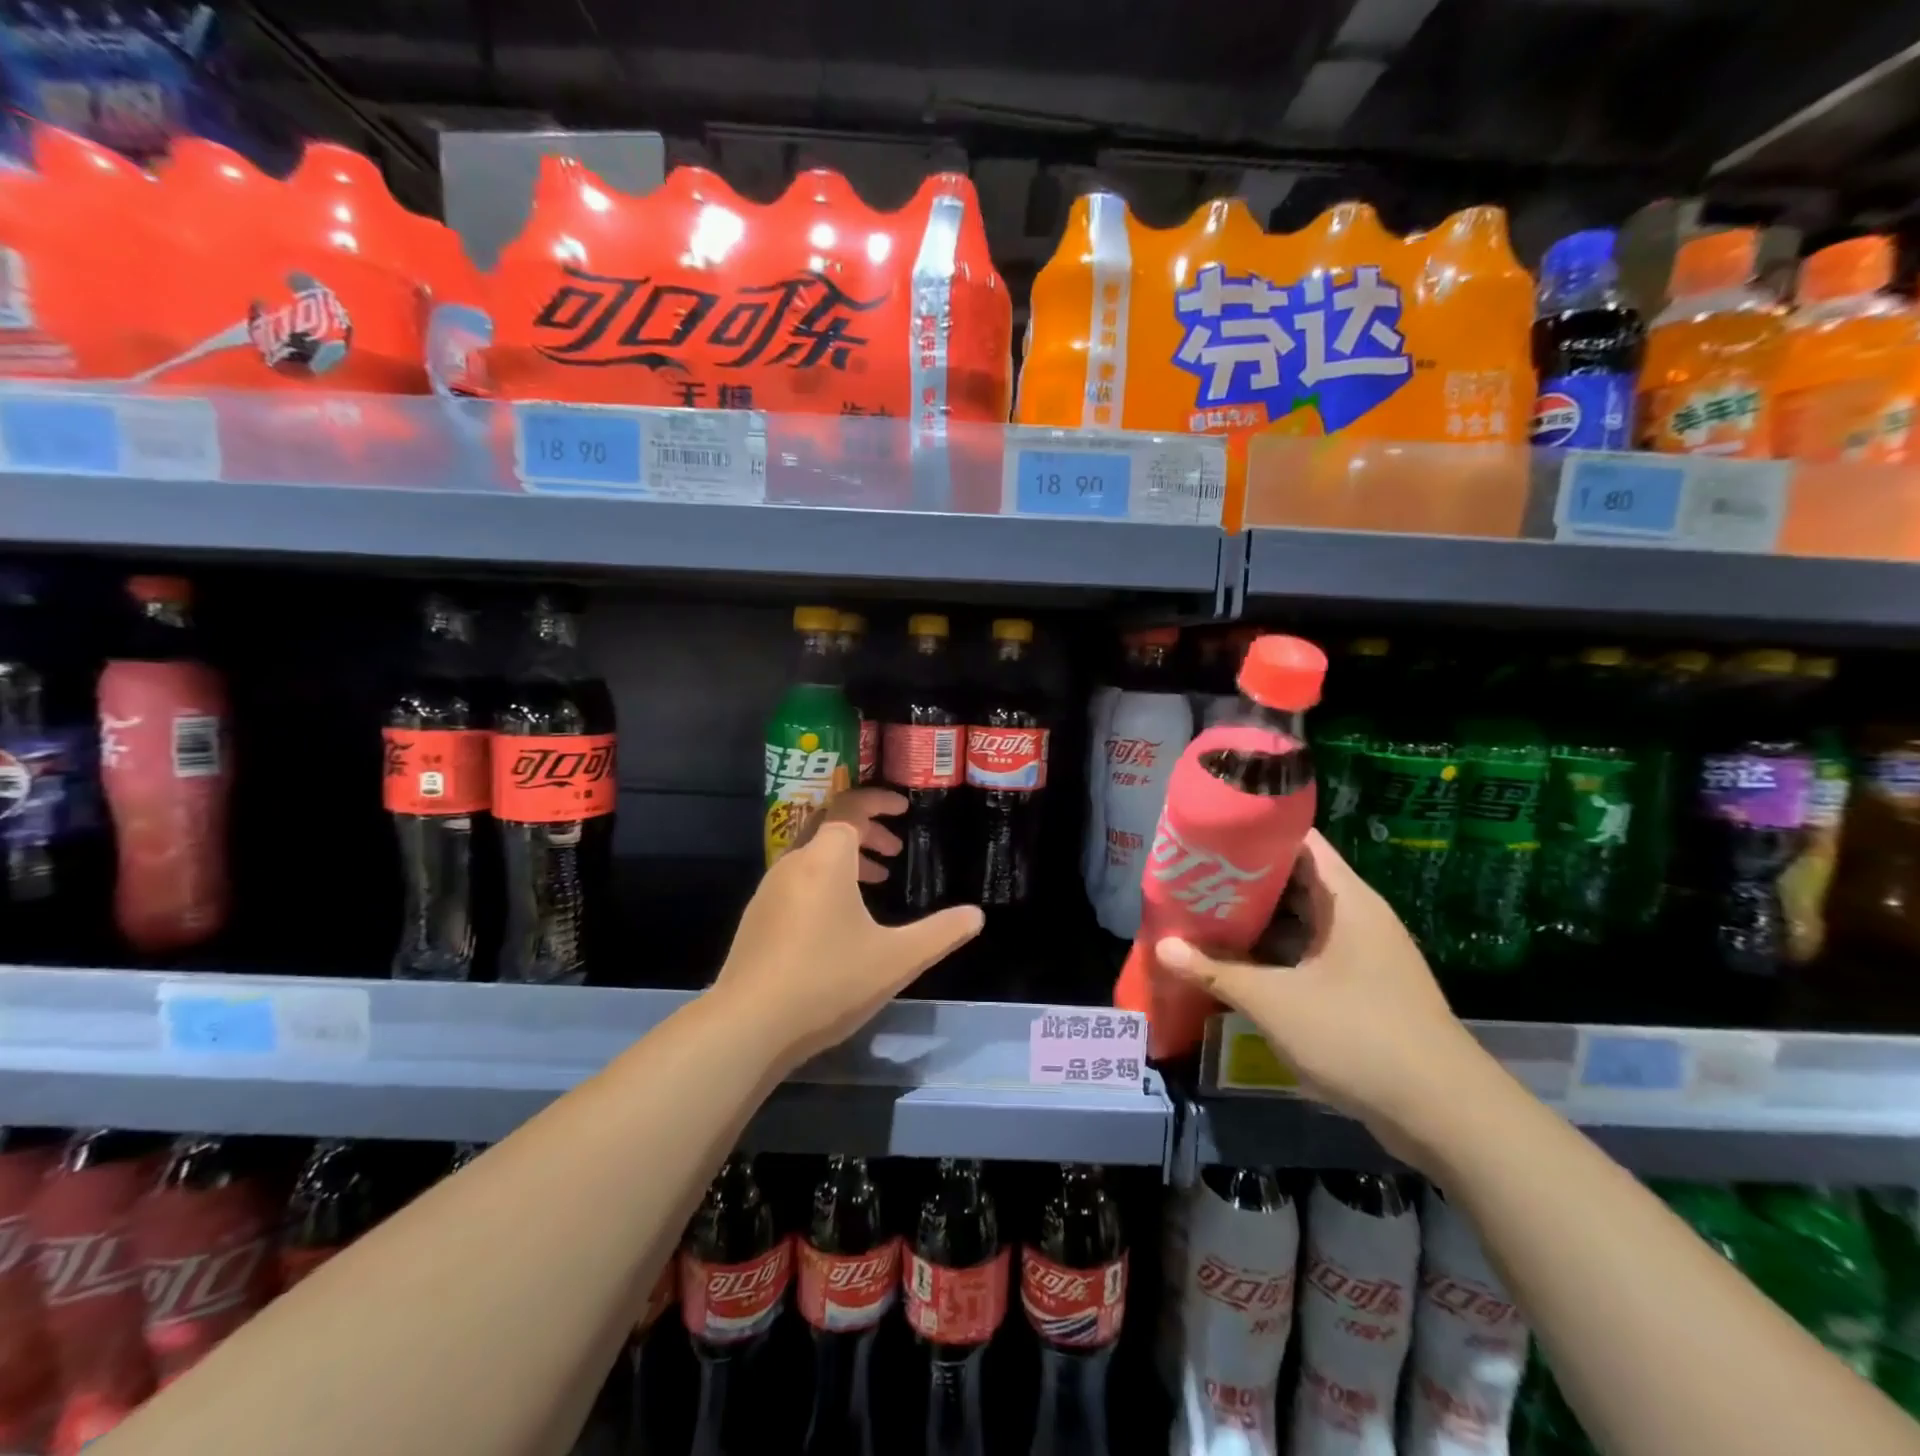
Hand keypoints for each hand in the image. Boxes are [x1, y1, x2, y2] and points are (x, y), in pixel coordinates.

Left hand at [714, 819, 981, 1066]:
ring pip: (812, 856)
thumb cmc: (828, 982)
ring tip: (875, 882)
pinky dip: (824, 882)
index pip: (850, 807)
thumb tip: (976, 915)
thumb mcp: (897, 959)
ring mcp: (769, 891)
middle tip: (894, 851)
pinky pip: (796, 880)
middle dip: (866, 831)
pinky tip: (839, 922)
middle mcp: (793, 864)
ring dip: (846, 860)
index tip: (903, 809)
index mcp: (826, 860)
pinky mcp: (757, 919)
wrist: (747, 1027)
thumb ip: (940, 933)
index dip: (878, 801)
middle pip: (830, 827)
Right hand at [1156, 830, 1495, 1164]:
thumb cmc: (1360, 1038)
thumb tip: (1162, 947)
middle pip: (1294, 879)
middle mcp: (1358, 917)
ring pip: (1301, 920)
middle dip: (1243, 879)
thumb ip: (1217, 972)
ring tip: (1203, 914)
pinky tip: (1237, 962)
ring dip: (1257, 920)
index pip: (1299, 840)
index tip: (1208, 836)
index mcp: (1347, 900)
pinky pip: (1310, 953)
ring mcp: (1363, 954)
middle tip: (1192, 878)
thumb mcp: (1276, 1003)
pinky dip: (1275, 952)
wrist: (1446, 1116)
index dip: (1254, 832)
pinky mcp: (1363, 988)